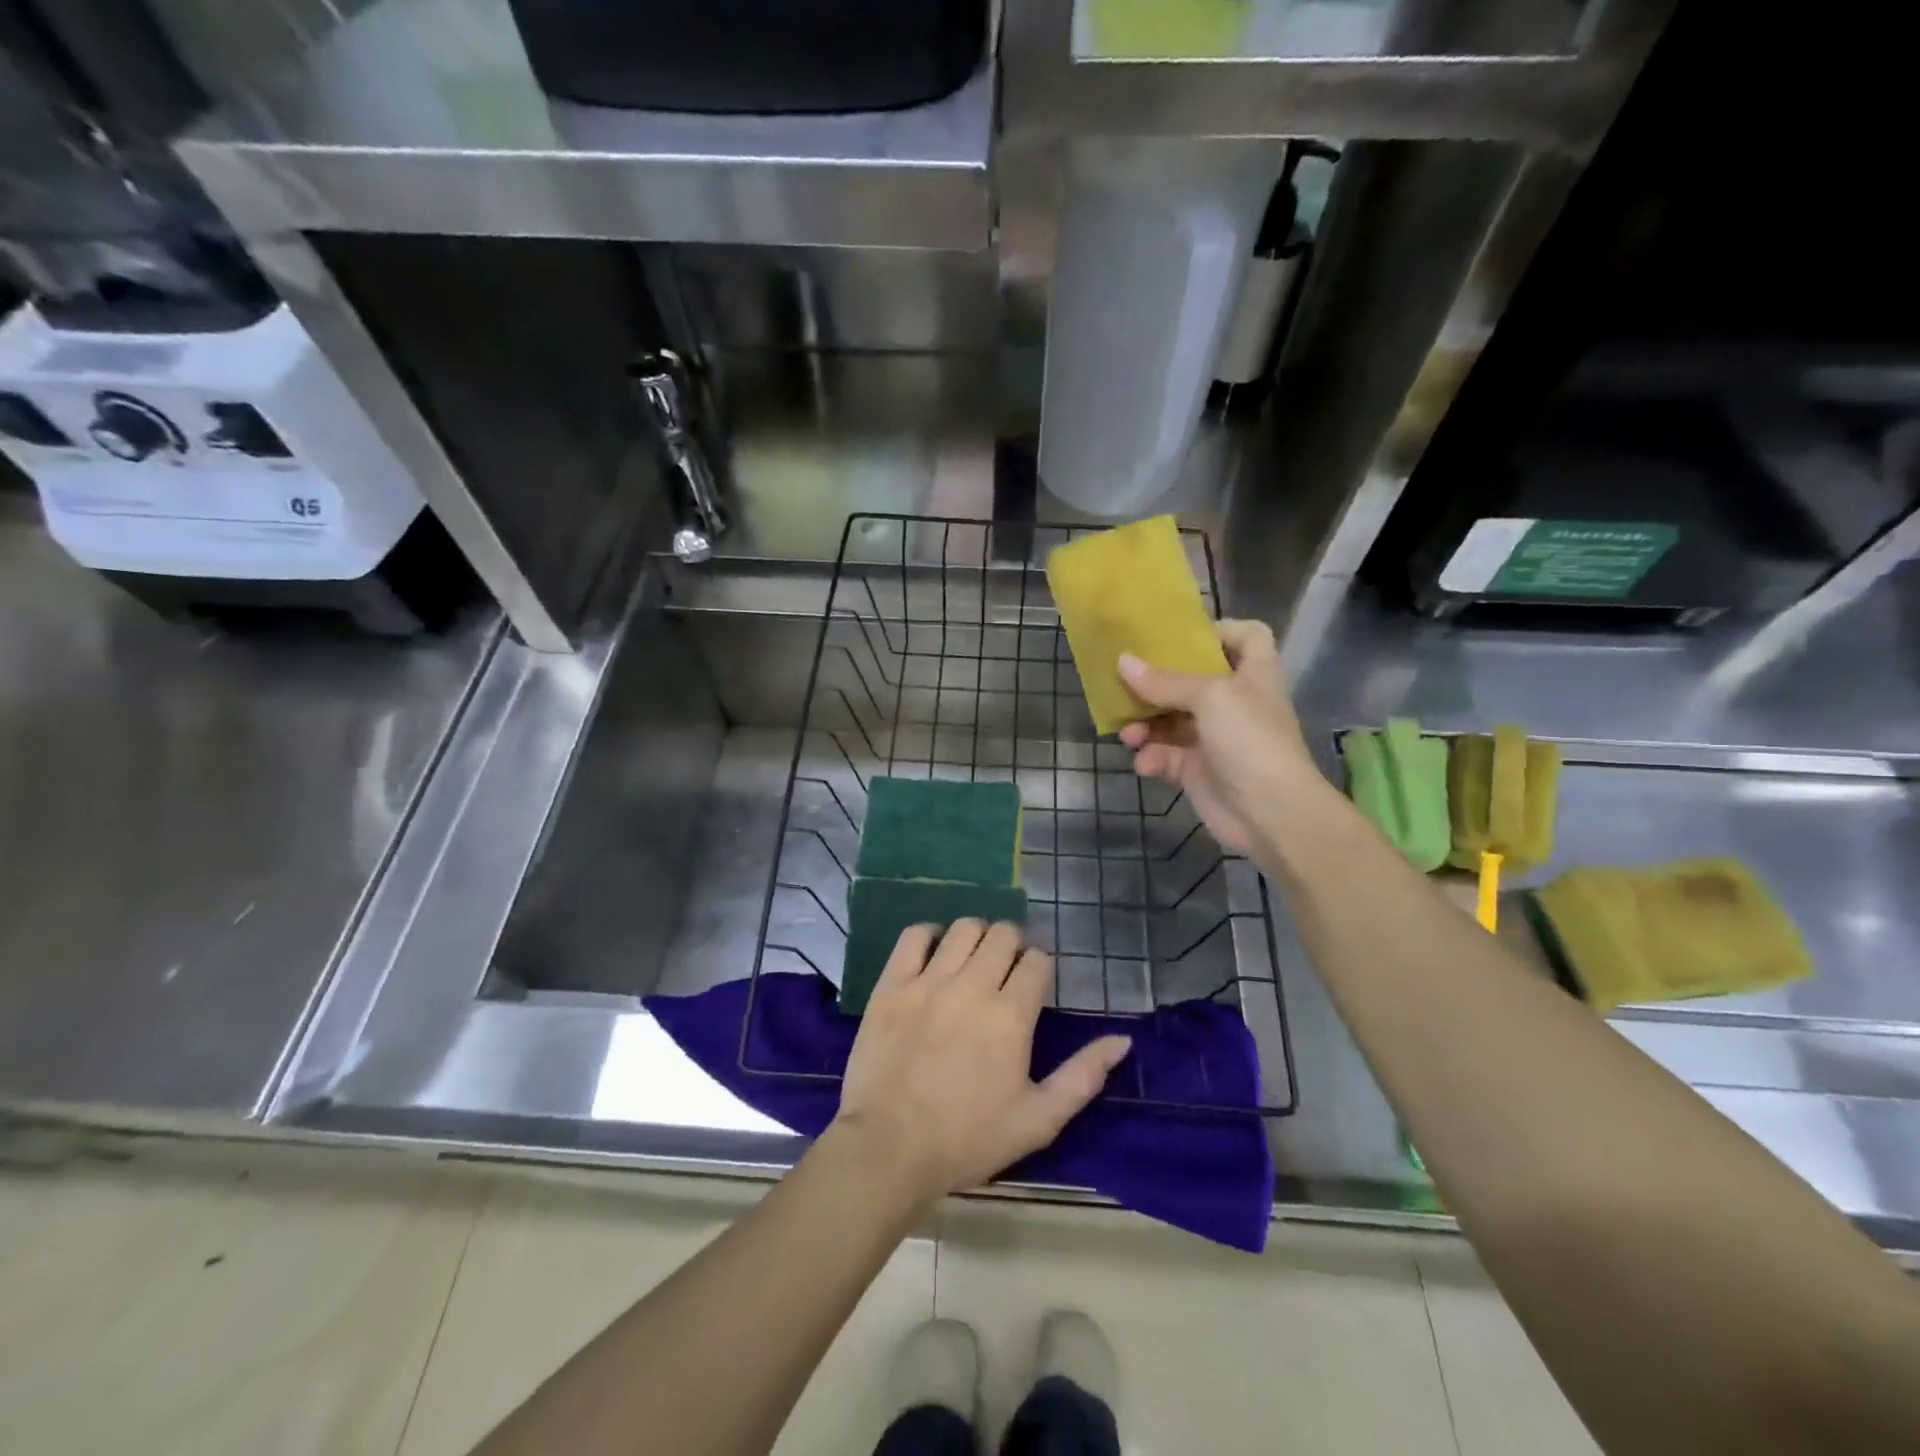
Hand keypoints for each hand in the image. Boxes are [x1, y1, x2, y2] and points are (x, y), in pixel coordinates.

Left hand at [831, 921, 1131, 1207]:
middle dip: (1014, 943)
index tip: (1036, 981)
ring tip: (974, 958)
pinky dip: (929, 934)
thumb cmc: (968, 1139)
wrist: (888, 1149)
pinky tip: (935, 951)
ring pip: (963, 928)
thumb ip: (1083, 1076)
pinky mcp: (892, 984)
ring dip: (977, 936)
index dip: (1042, 965)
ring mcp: (929, 981)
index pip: (1038, 961)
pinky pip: (914, 936)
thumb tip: (1122, 1039)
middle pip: (1003, 934)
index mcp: (1011, 1015)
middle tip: (1008, 967)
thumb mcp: (1038, 1120)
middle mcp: (973, 985)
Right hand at [1117, 619, 1319, 855]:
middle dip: (1157, 684)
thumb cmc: (1249, 739)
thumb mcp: (1209, 697)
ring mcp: (1216, 738)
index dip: (1217, 631)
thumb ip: (1164, 681)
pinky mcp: (1198, 770)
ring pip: (1171, 721)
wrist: (1270, 812)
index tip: (1180, 637)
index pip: (1245, 637)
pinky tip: (1145, 764)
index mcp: (1252, 674)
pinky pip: (1167, 756)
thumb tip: (1123, 662)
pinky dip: (1153, 758)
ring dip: (1146, 725)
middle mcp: (1235, 702)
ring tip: (1128, 734)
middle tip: (1126, 685)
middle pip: (1192, 680)